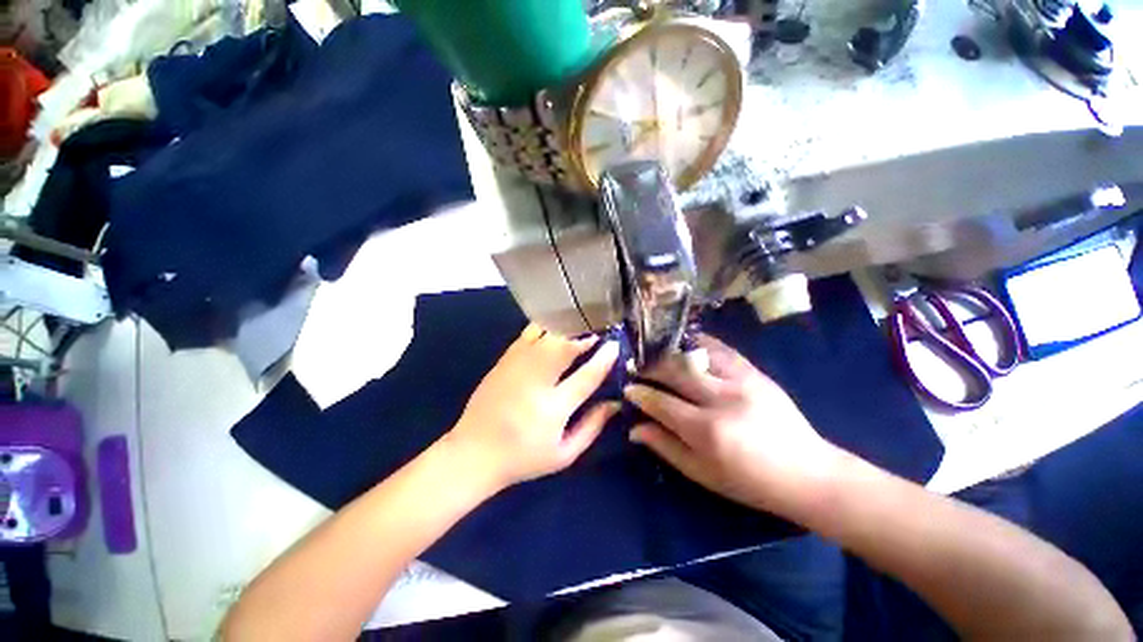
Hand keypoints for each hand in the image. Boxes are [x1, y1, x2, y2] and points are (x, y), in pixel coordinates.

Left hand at [446, 324, 620, 490]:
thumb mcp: (564, 455)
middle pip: (563, 347)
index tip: (615, 346)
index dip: (603, 359)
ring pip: (545, 336)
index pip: (585, 377)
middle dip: (585, 335)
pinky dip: (545, 327)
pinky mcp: (503, 360)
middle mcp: (534, 382)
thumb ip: (592, 427)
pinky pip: (527, 334)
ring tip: (581, 326)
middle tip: (598, 331)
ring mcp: (516, 367)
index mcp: (552, 409)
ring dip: (567, 328)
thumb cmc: (523, 458)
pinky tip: (555, 328)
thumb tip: (615, 404)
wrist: (473, 453)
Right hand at [625, 334, 845, 517]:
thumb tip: (634, 428)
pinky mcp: (755, 373)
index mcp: (707, 431)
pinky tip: (687, 343)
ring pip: (695, 354)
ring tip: (657, 354)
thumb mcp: (702, 474)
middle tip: (639, 368)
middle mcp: (722, 399)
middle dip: (650, 367)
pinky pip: (721, 349)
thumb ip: (665, 447)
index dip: (640, 394)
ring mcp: (741, 381)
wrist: (807, 474)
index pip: (661, 403)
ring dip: (671, 352)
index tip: (628, 389)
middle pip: (675, 371)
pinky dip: (700, 342)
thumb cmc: (749, 482)